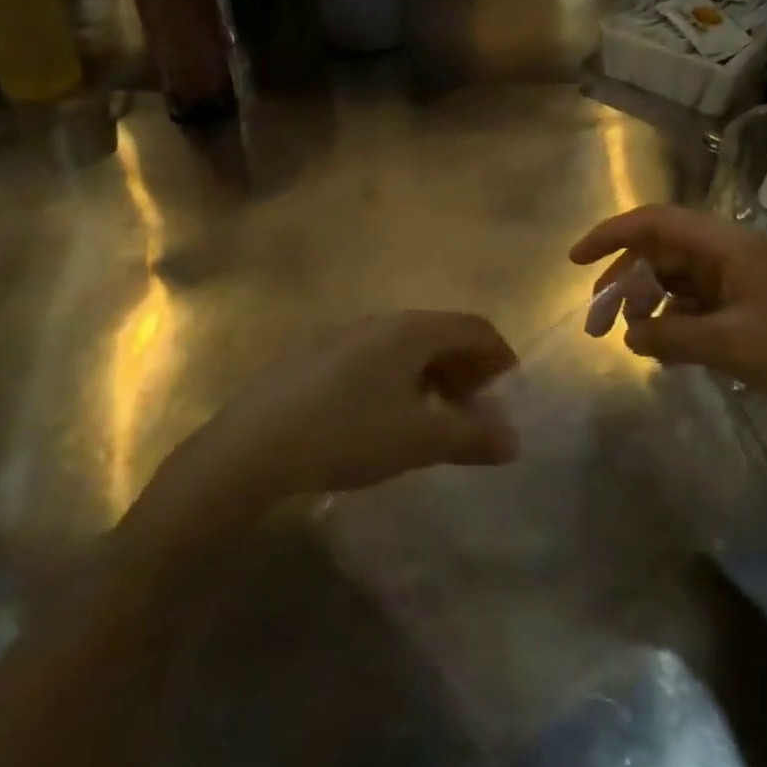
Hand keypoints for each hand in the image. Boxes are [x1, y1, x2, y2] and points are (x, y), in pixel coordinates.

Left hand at [192, 311, 521, 499]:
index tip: (508, 393)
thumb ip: (472, 437)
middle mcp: (380, 320)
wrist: (253, 446)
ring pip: (406, 346)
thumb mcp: (419, 440)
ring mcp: (344, 334)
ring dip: (432, 376)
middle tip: (474, 411)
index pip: (474, 327)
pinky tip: (384, 417)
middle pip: (440, 333)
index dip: (499, 356)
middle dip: (466, 368)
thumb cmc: (348, 433)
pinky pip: (375, 357)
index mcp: (411, 329)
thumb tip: (513, 439)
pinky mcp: (316, 355)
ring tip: (433, 418)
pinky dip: (398, 379)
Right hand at [570, 204, 766, 439]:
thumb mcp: (730, 344)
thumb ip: (670, 335)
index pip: (656, 222)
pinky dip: (673, 321)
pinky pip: (696, 304)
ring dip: (648, 302)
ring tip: (630, 337)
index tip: (576, 261)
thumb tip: (626, 333)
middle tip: (596, 317)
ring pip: (677, 279)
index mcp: (727, 245)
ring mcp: (741, 281)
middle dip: (624, 278)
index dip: (611, 234)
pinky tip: (663, 350)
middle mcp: (730, 254)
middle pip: (662, 251)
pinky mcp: (749, 309)